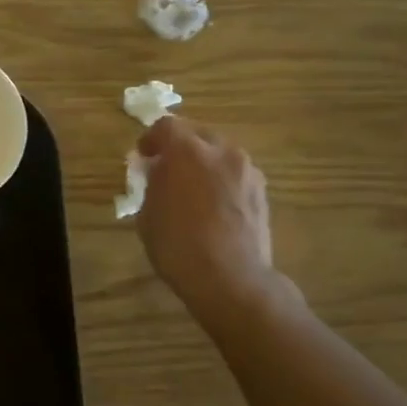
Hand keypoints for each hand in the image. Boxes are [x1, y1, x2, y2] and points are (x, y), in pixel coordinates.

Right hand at [136, 116, 283, 317]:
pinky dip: (222, 182)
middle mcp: (221, 151)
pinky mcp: (262, 192)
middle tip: (168, 171)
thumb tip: (159, 172)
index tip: (144, 157)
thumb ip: (153, 183)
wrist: (231, 279)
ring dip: (205, 164)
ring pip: (220, 154)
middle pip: (197, 135)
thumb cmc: (178, 246)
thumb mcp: (148, 213)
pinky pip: (236, 175)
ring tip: (194, 190)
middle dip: (181, 148)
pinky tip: (214, 207)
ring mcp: (247, 170)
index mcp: (187, 150)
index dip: (151, 139)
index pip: (166, 126)